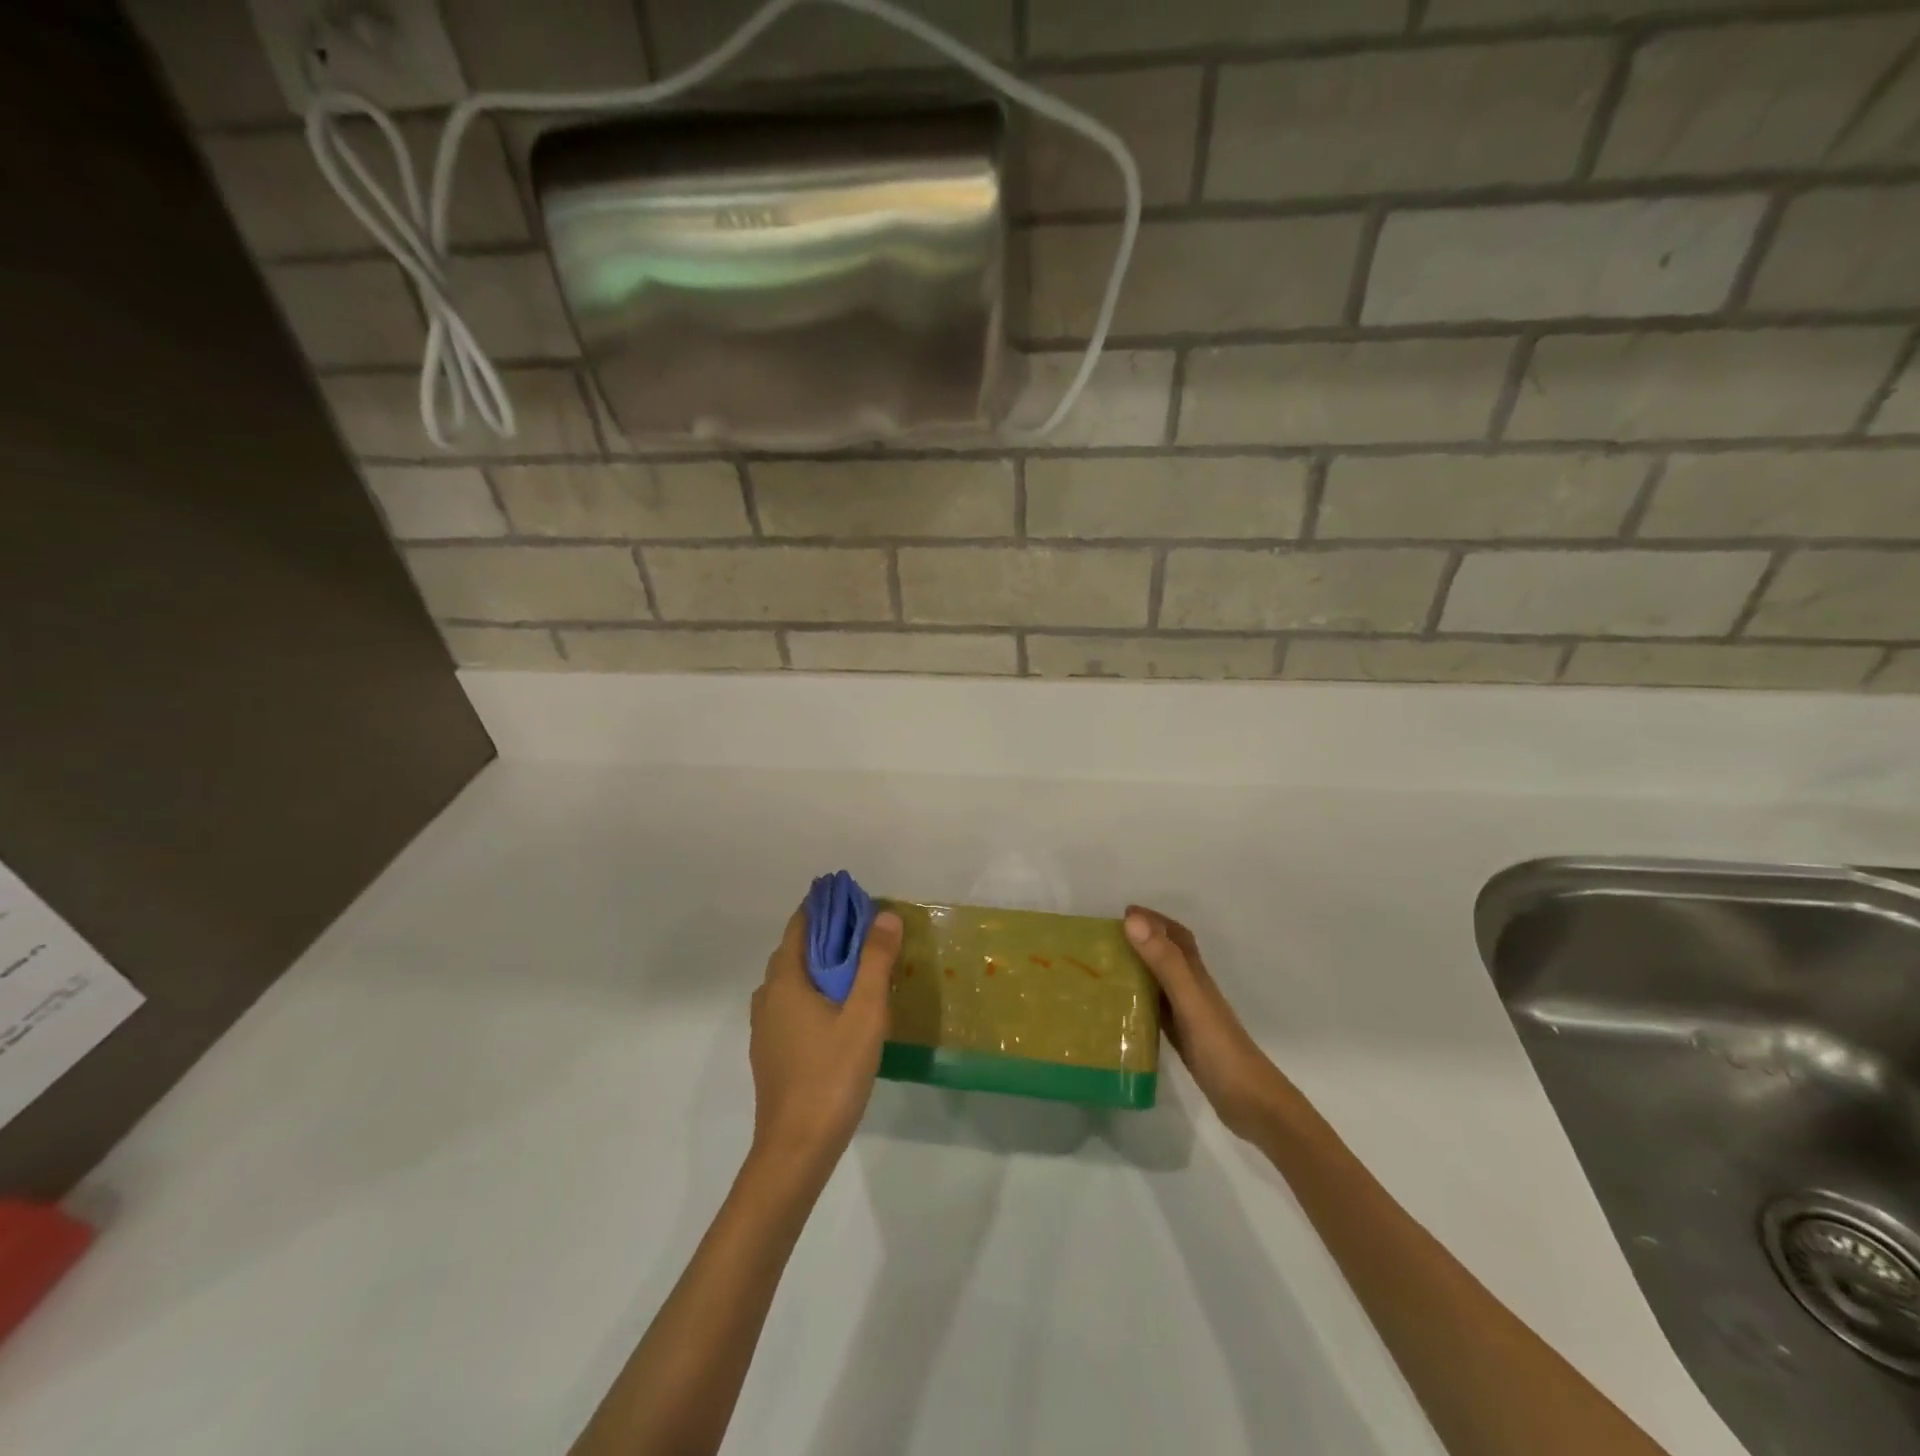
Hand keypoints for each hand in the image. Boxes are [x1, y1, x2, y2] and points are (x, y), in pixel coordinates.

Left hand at [747, 906, 901, 1177]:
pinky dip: (811, 993)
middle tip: (862, 931)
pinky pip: (790, 1006)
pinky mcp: (771, 1053)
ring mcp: (765, 1028)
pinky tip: (836, 1012)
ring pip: (790, 982)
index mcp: (785, 981)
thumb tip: (884, 915)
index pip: (800, 926)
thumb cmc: (832, 1074)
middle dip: (823, 935)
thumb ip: (875, 961)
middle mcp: (768, 998)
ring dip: (817, 966)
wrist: (796, 1148)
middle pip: (794, 952)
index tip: (850, 896)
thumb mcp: (865, 1013)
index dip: (823, 907)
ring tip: (853, 967)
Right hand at [1125, 907, 1295, 1143]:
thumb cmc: (1221, 1049)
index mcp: (1196, 977)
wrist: (1252, 1105)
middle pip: (1169, 955)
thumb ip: (1165, 962)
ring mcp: (1191, 1017)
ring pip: (1162, 982)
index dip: (1154, 920)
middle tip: (1109, 939)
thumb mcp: (1189, 1001)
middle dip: (1144, 940)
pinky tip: (1124, 1010)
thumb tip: (1133, 920)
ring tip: (1108, 968)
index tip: (1124, 913)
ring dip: (1140, 968)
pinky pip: (1159, 1010)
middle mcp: (1194, 991)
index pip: (1177, 937)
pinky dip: (1141, 1001)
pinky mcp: (1186, 1041)